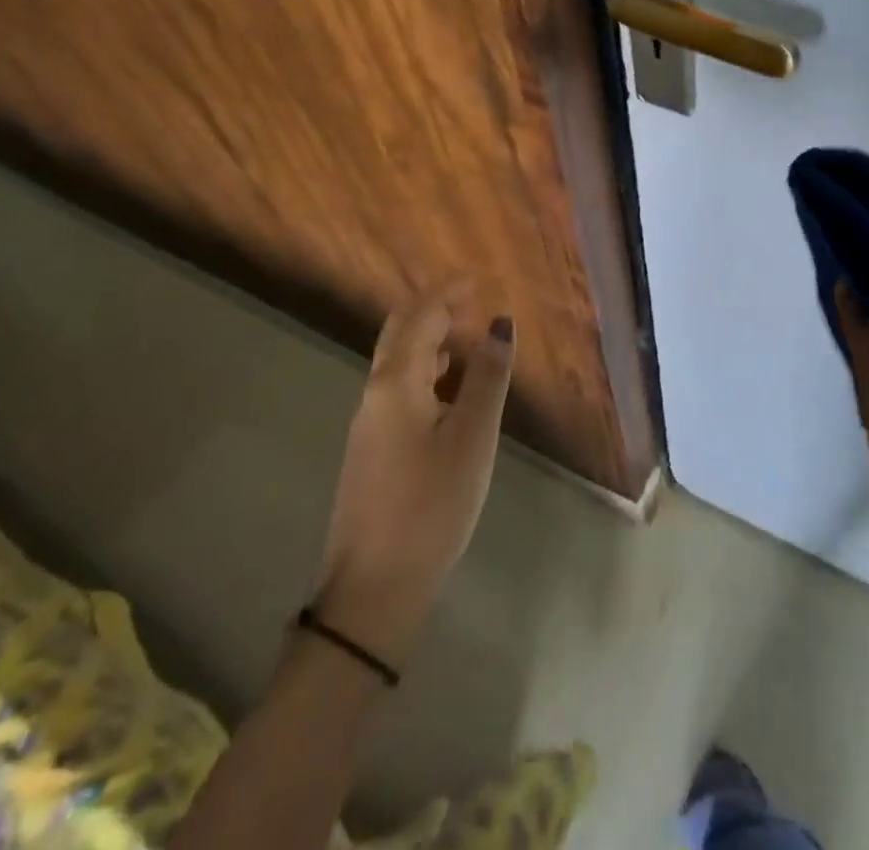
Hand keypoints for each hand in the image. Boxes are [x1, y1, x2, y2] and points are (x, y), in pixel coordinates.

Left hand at [313, 283, 513, 667]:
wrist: (373, 591)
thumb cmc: (430, 506)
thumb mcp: (472, 438)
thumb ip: (487, 377)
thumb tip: (499, 324)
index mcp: (395, 383)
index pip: (420, 317)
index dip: (448, 292)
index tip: (478, 277)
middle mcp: (374, 393)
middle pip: (400, 333)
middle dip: (435, 309)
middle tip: (474, 302)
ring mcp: (369, 423)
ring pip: (399, 362)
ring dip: (432, 339)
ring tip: (471, 339)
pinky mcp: (373, 449)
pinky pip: (400, 388)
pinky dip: (427, 371)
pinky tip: (452, 389)